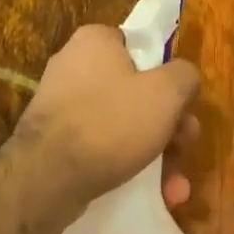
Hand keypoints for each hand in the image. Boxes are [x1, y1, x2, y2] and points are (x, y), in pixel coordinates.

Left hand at [11, 24, 200, 209]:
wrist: (47, 177)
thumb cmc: (111, 122)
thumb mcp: (166, 92)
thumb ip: (185, 76)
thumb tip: (185, 78)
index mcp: (95, 40)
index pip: (140, 46)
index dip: (167, 74)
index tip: (183, 104)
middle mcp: (73, 64)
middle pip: (136, 89)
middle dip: (168, 122)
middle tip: (185, 145)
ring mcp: (61, 103)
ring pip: (122, 122)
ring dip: (154, 151)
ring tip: (175, 186)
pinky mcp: (54, 139)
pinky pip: (101, 144)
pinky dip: (126, 163)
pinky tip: (153, 193)